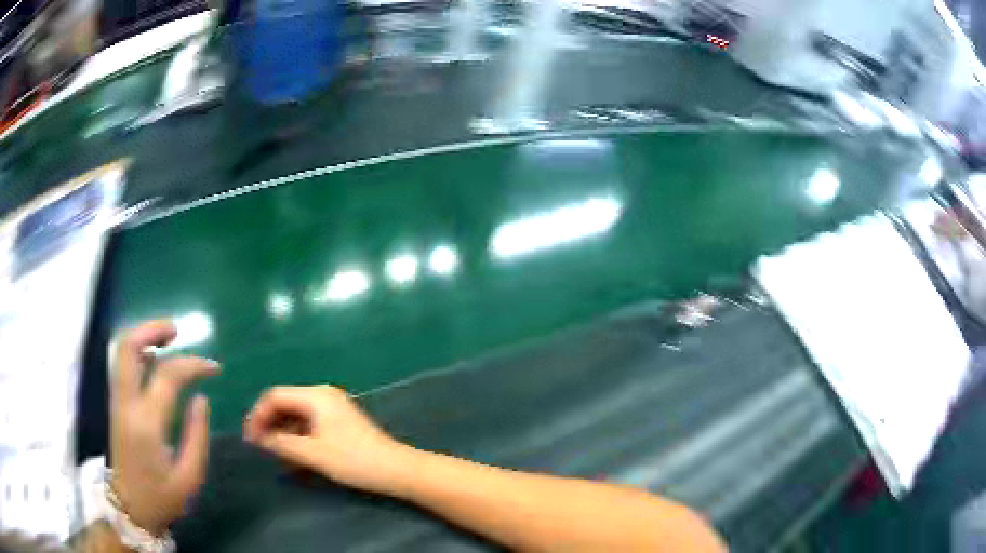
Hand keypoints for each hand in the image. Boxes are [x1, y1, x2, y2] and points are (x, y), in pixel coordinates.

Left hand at [110, 320, 219, 534]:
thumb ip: (197, 436)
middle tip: (176, 330)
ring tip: (168, 339)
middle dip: (151, 329)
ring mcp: (117, 402)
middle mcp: (127, 404)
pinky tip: (153, 361)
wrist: (130, 508)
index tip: (214, 368)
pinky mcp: (116, 405)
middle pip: (128, 347)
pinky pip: (122, 366)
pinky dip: (138, 353)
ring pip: (121, 351)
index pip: (168, 375)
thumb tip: (201, 399)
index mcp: (147, 424)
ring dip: (143, 337)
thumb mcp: (189, 477)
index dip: (193, 364)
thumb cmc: (162, 498)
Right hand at [244, 385, 411, 493]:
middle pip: (285, 401)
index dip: (258, 415)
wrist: (395, 469)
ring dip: (282, 428)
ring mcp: (333, 406)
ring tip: (271, 449)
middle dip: (268, 421)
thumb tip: (259, 438)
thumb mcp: (312, 454)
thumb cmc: (353, 460)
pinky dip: (296, 432)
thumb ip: (281, 443)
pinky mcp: (339, 419)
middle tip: (257, 444)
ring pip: (296, 412)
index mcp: (315, 395)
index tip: (249, 438)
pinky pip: (309, 420)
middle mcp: (323, 394)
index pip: (275, 396)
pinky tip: (291, 449)